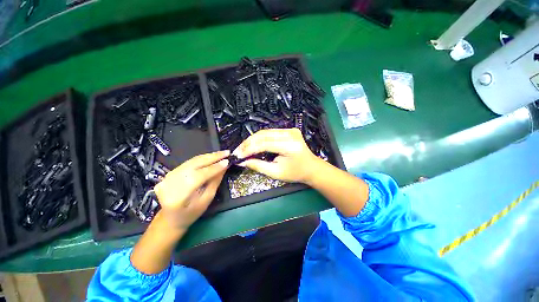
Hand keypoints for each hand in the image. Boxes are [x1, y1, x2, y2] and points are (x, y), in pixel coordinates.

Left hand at [154, 150, 228, 229]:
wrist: (171, 218)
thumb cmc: (191, 213)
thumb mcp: (206, 200)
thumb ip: (215, 182)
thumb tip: (224, 167)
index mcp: (178, 197)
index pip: (198, 177)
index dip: (214, 168)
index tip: (227, 161)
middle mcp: (169, 184)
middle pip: (194, 165)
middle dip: (212, 157)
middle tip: (226, 152)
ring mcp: (167, 177)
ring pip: (191, 161)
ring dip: (208, 156)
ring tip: (221, 153)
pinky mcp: (168, 173)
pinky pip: (188, 162)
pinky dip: (201, 158)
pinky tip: (211, 156)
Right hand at [233, 128, 321, 182]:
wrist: (311, 168)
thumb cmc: (296, 173)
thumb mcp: (276, 173)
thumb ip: (258, 166)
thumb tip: (242, 162)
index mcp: (289, 146)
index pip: (264, 144)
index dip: (249, 149)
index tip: (237, 155)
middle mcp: (290, 134)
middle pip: (263, 135)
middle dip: (248, 143)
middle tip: (238, 151)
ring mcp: (290, 130)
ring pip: (265, 132)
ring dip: (252, 140)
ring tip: (243, 148)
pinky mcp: (289, 130)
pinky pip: (270, 132)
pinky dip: (260, 138)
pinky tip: (253, 144)